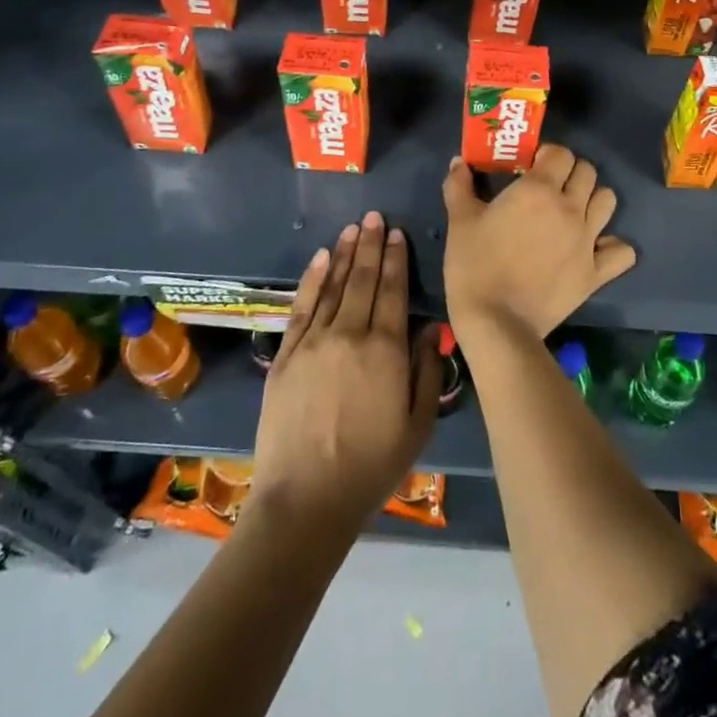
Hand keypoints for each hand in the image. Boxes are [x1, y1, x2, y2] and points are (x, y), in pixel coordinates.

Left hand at [249, 212, 442, 535]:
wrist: (306, 499)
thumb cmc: (371, 467)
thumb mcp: (418, 425)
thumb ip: (427, 369)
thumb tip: (430, 326)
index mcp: (386, 349)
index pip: (393, 290)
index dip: (396, 259)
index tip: (396, 233)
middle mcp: (350, 333)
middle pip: (364, 280)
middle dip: (372, 245)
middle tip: (375, 217)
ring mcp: (314, 341)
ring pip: (334, 285)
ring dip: (346, 254)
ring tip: (353, 228)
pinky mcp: (286, 354)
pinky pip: (302, 306)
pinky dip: (313, 278)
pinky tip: (322, 258)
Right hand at [441, 146, 635, 341]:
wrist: (496, 323)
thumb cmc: (475, 266)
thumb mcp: (459, 221)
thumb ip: (459, 185)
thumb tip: (458, 162)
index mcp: (538, 189)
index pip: (561, 153)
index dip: (548, 155)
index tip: (532, 166)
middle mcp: (570, 208)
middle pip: (588, 172)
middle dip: (571, 173)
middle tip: (551, 187)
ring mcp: (587, 240)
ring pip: (608, 201)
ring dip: (593, 200)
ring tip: (573, 212)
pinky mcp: (596, 273)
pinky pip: (622, 251)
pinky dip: (613, 247)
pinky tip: (595, 249)